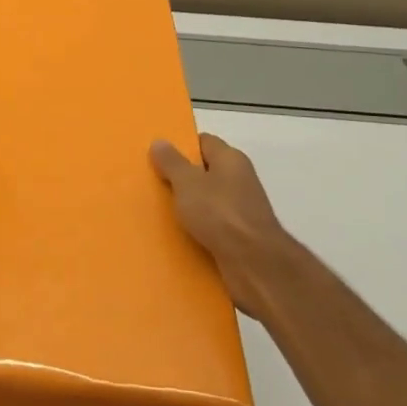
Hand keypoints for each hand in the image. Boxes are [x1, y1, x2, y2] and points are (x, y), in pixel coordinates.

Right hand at [150, 133, 291, 313]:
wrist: (254, 264)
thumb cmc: (220, 213)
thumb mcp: (187, 183)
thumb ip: (172, 162)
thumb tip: (160, 141)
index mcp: (230, 159)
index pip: (204, 142)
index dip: (182, 146)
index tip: (158, 155)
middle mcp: (239, 180)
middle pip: (205, 172)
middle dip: (181, 177)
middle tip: (152, 182)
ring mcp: (241, 209)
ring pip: (207, 201)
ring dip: (187, 206)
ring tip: (158, 210)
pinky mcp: (239, 236)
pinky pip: (212, 226)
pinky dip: (196, 228)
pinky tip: (176, 234)